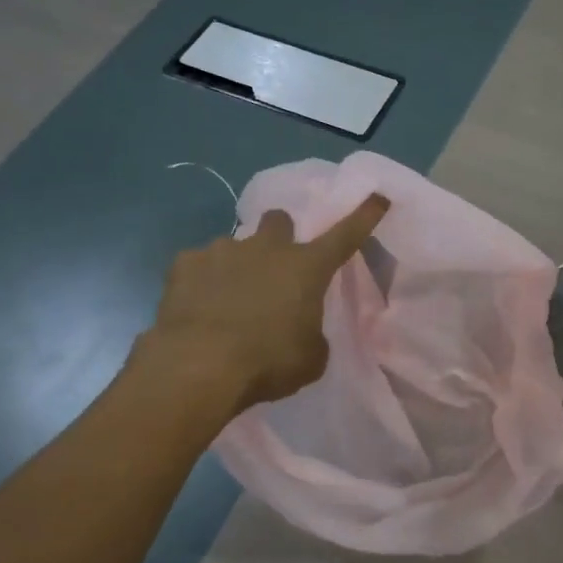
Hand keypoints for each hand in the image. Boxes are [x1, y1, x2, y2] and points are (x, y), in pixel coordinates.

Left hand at [138, 193, 391, 414]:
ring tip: (228, 300)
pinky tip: (198, 306)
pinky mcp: (185, 264)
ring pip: (236, 244)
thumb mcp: (311, 358)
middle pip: (279, 220)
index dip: (364, 216)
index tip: (377, 196)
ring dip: (239, 265)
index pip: (345, 235)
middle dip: (280, 235)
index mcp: (307, 268)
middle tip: (274, 266)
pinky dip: (202, 280)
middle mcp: (267, 248)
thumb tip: (302, 329)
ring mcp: (222, 250)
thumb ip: (312, 335)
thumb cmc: (268, 362)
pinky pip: (198, 264)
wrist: (198, 366)